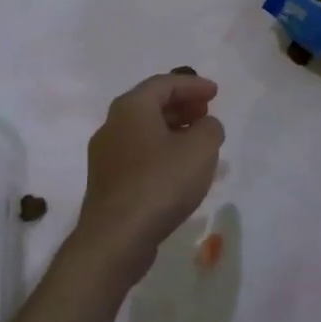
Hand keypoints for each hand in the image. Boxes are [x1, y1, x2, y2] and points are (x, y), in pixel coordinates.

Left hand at [69, 73, 224, 287]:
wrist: (116, 237)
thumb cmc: (160, 183)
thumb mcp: (200, 149)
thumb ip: (210, 128)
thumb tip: (205, 126)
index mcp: (131, 108)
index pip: (164, 84)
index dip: (192, 85)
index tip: (215, 93)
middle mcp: (112, 125)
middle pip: (150, 105)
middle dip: (181, 106)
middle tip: (206, 113)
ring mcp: (105, 155)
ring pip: (144, 132)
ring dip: (172, 131)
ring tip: (198, 142)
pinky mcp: (107, 182)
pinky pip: (138, 155)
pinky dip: (161, 152)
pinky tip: (179, 169)